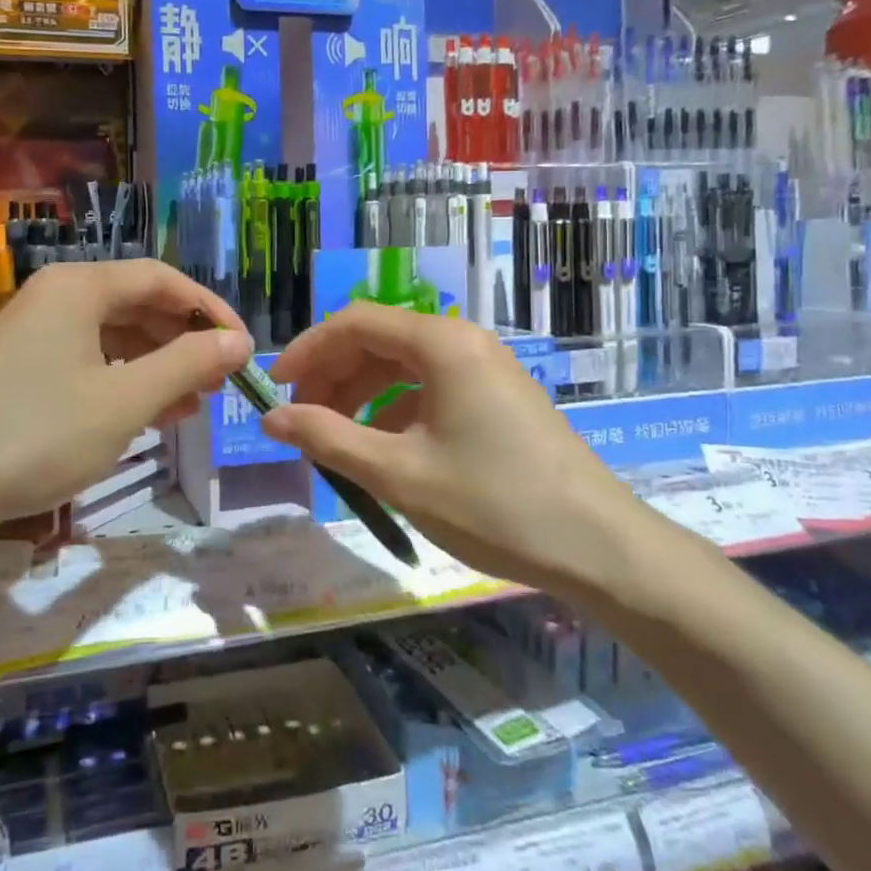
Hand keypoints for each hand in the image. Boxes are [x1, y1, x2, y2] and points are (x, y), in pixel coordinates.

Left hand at [0, 260, 251, 544]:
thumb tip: (238, 341)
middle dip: (185, 341)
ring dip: (159, 365)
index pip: (163, 279)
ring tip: (194, 404)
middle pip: (139, 304)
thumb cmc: (35, 436)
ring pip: (116, 335)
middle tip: (221, 382)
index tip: (243, 349)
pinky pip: (90, 360)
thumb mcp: (124, 402)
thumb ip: (186, 365)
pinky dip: (125, 381)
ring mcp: (36, 331)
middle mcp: (58, 296)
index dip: (210, 310)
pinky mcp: (24, 366)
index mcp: (80, 287)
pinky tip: (149, 414)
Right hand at [261, 303, 653, 596]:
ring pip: (403, 365)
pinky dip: (394, 409)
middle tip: (301, 420)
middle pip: (378, 339)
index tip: (274, 389)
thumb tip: (270, 418)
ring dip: (360, 394)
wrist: (601, 548)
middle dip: (332, 375)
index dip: (308, 350)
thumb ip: (328, 438)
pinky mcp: (498, 396)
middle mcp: (464, 341)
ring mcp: (486, 368)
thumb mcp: (398, 473)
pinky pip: (430, 386)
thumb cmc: (494, 504)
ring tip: (333, 437)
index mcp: (442, 343)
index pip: (355, 323)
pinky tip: (381, 447)